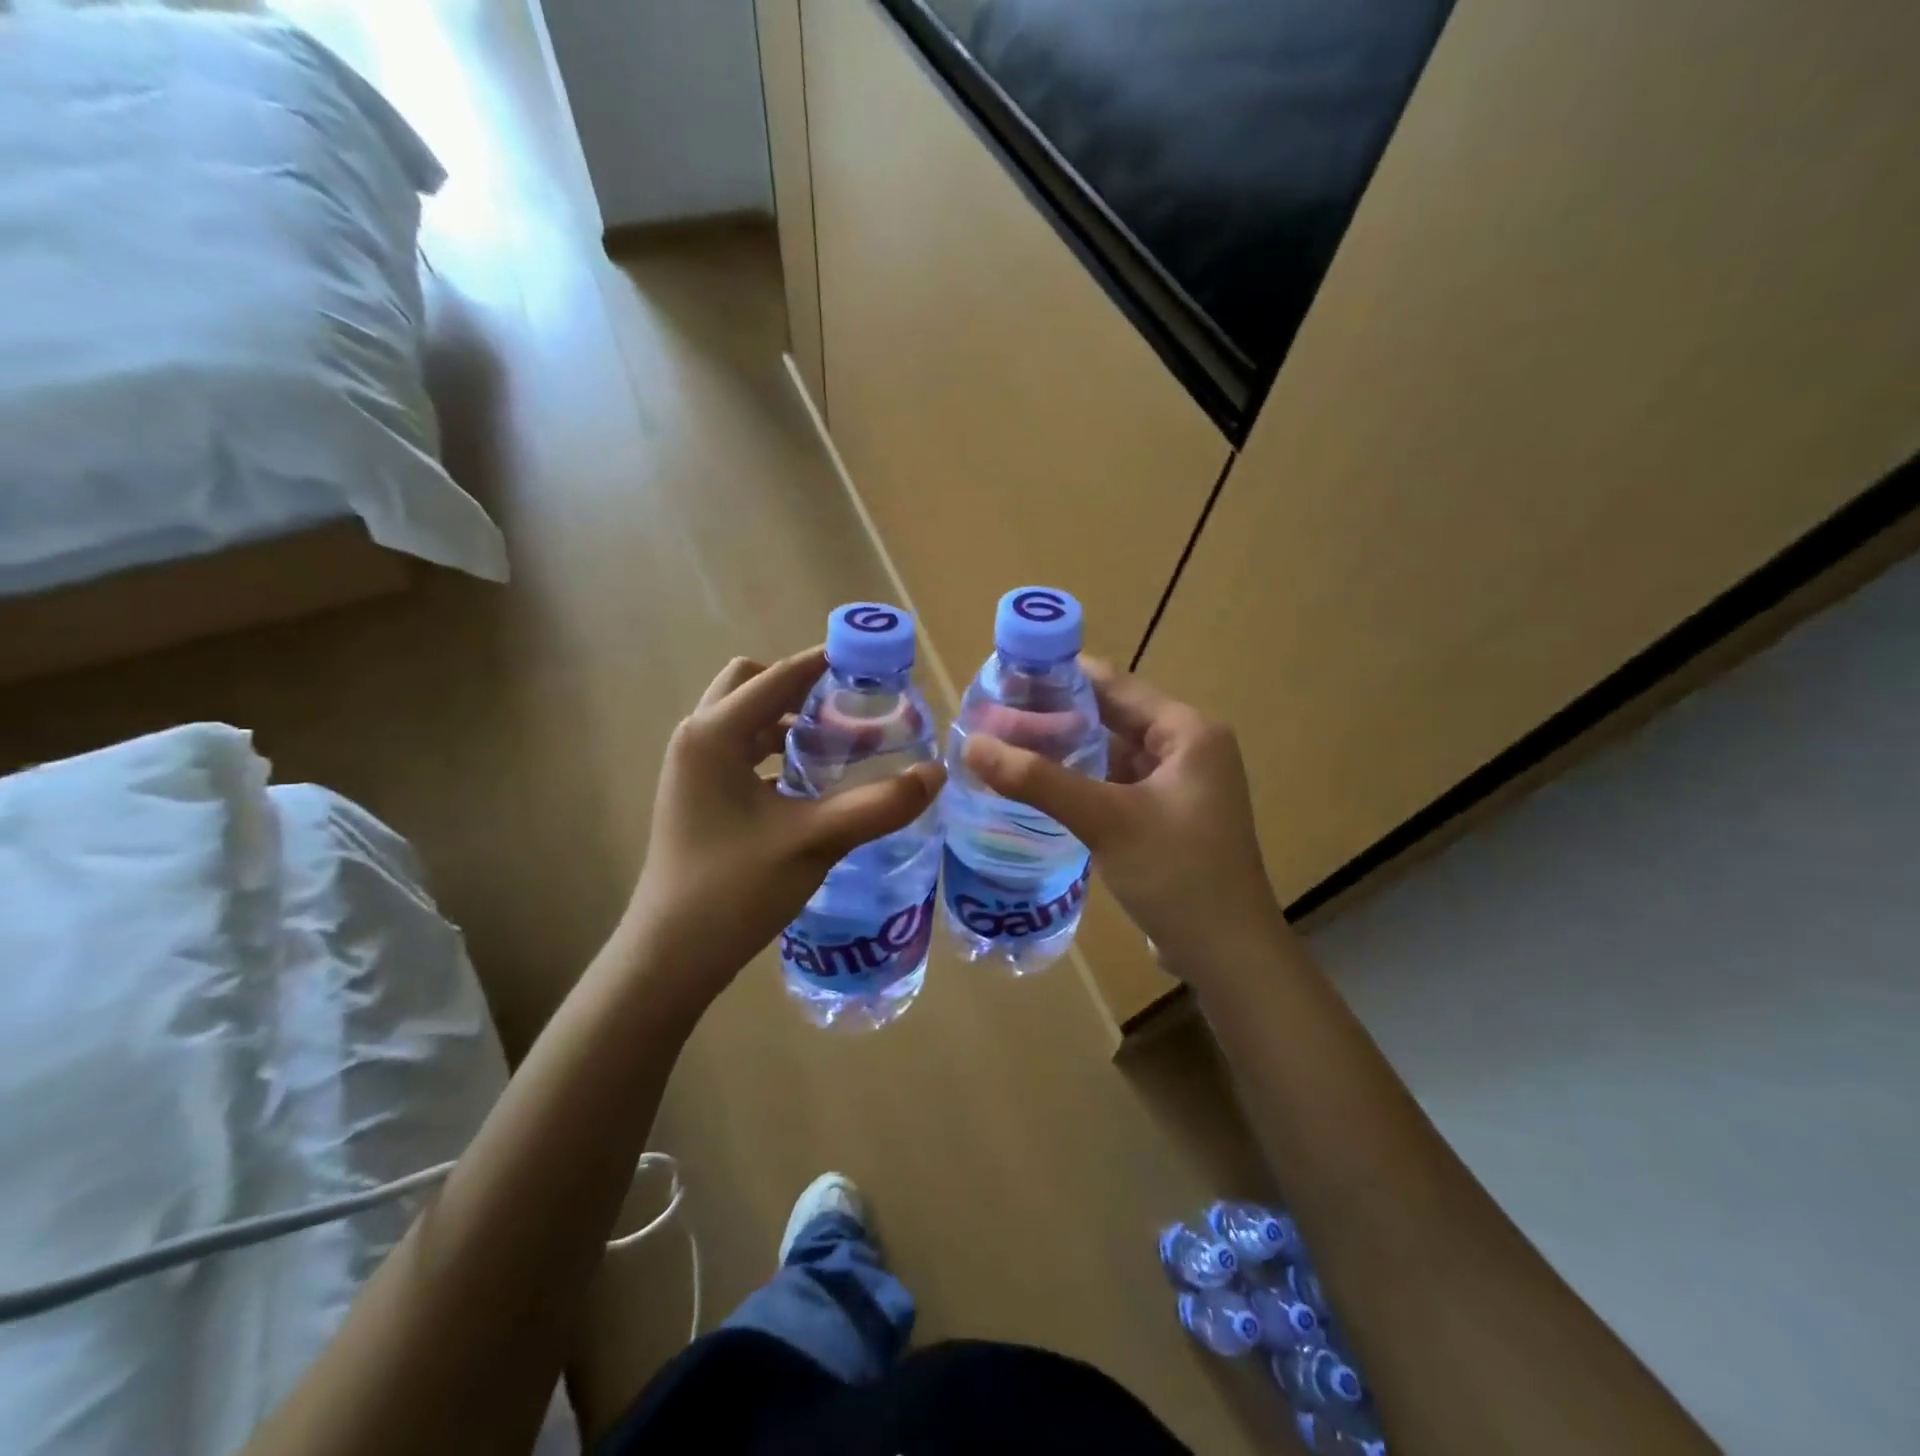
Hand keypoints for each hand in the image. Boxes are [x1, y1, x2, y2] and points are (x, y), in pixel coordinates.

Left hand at [624, 648, 944, 1001]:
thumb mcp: (814, 842)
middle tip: (848, 708)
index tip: (871, 661)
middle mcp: (697, 739)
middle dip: (800, 686)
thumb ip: (877, 805)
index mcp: (715, 735)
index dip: (826, 661)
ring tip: (839, 742)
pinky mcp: (698, 795)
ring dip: (787, 719)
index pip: (778, 675)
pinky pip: (740, 750)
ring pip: (744, 719)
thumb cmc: (734, 890)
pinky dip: (774, 749)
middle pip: (752, 684)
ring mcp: (693, 769)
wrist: (672, 956)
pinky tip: (810, 782)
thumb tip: (936, 774)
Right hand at [961, 658, 1285, 985]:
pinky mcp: (1165, 817)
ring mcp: (1178, 785)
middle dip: (1056, 716)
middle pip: (1112, 717)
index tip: (1005, 677)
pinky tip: (1039, 787)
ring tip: (1006, 746)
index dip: (1060, 677)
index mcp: (1188, 731)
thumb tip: (972, 744)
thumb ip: (1038, 780)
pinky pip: (1116, 785)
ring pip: (1112, 753)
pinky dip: (1081, 782)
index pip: (1113, 685)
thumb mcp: (1106, 820)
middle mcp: (1187, 748)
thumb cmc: (1178, 874)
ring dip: (1066, 750)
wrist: (1228, 956)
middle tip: (994, 715)